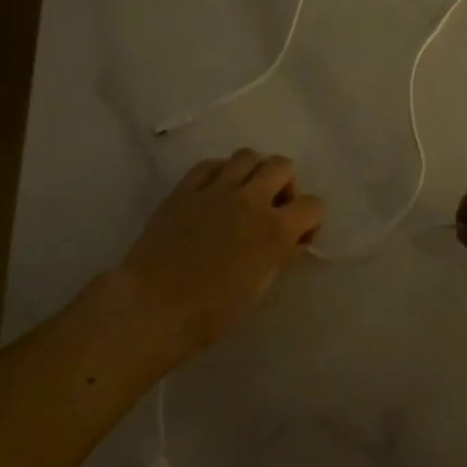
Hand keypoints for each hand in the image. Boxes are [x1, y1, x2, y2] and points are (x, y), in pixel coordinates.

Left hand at [116, 149, 325, 360]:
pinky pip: (211, 164)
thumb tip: (290, 242)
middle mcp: (250, 200)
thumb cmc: (212, 310)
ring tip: (246, 195)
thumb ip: (280, 255)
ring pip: (248, 156)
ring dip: (256, 172)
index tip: (298, 237)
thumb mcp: (260, 287)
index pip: (314, 205)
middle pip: (282, 166)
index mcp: (275, 229)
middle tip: (274, 209)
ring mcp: (215, 190)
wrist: (153, 306)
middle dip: (287, 186)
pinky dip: (222, 172)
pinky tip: (216, 192)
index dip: (311, 220)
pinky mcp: (184, 189)